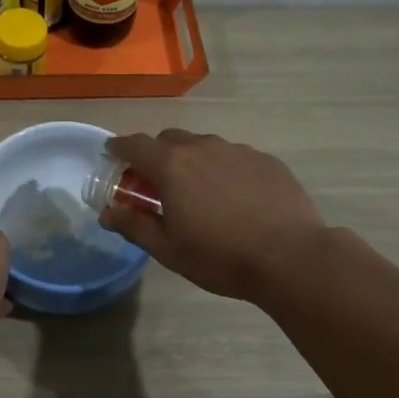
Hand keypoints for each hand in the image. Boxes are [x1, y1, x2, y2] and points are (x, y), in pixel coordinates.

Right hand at [98, 130, 325, 301]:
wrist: (291, 257)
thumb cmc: (221, 257)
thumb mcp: (169, 249)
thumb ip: (134, 225)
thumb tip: (107, 212)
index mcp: (173, 166)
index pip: (135, 145)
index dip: (119, 148)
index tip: (113, 154)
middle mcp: (203, 148)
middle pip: (170, 140)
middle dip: (157, 155)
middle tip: (156, 184)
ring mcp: (238, 151)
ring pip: (204, 147)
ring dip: (192, 162)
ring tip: (199, 193)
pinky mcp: (266, 160)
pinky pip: (234, 158)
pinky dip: (223, 170)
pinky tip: (235, 198)